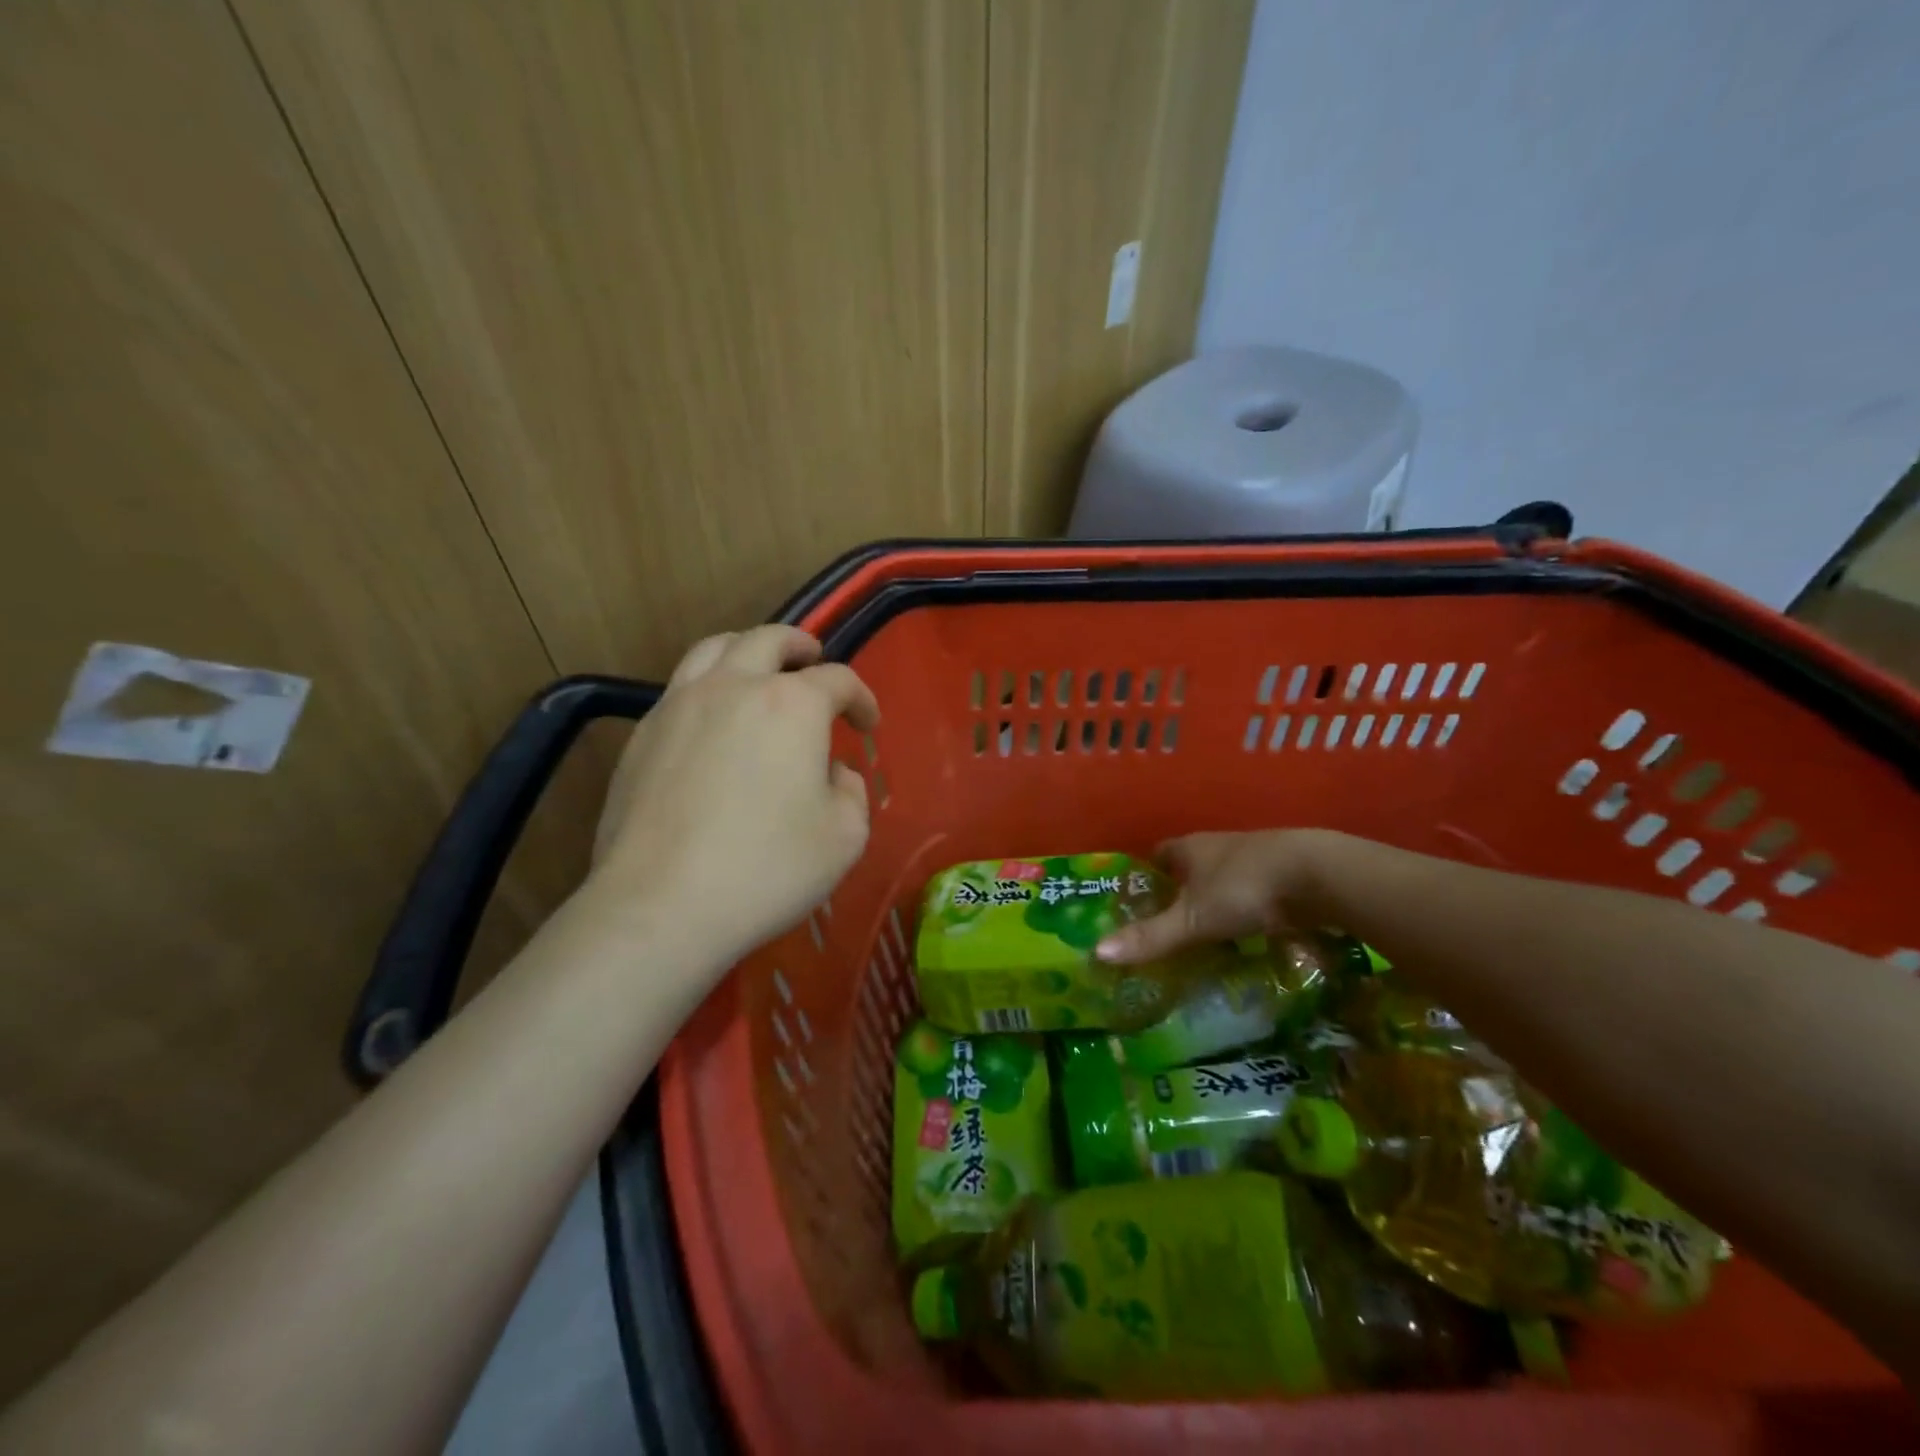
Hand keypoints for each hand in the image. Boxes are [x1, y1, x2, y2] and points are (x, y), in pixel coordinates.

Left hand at [585, 626, 878, 960]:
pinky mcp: (642, 735)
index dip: (861, 698)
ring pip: (714, 649)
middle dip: (801, 646)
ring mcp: (679, 705)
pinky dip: (708, 687)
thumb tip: (832, 773)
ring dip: (748, 650)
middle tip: (814, 661)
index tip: (868, 725)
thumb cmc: (767, 868)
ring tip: (759, 670)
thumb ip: (851, 792)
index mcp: (792, 705)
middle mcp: (733, 687)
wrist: (661, 905)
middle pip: (770, 640)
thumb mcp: (844, 837)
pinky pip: (680, 688)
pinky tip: (713, 723)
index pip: (838, 680)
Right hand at [1095, 829, 1336, 963]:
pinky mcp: (1286, 875)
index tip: (1140, 903)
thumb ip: (1150, 936)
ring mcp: (1256, 858)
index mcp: (1190, 848)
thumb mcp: (1193, 919)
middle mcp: (1219, 846)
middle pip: (1191, 868)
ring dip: (1217, 902)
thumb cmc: (1243, 888)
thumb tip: (1097, 952)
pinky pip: (1256, 894)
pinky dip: (1248, 912)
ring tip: (1207, 939)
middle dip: (1181, 893)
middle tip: (1170, 928)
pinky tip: (1250, 936)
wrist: (1319, 875)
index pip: (1158, 855)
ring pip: (1225, 880)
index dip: (1147, 876)